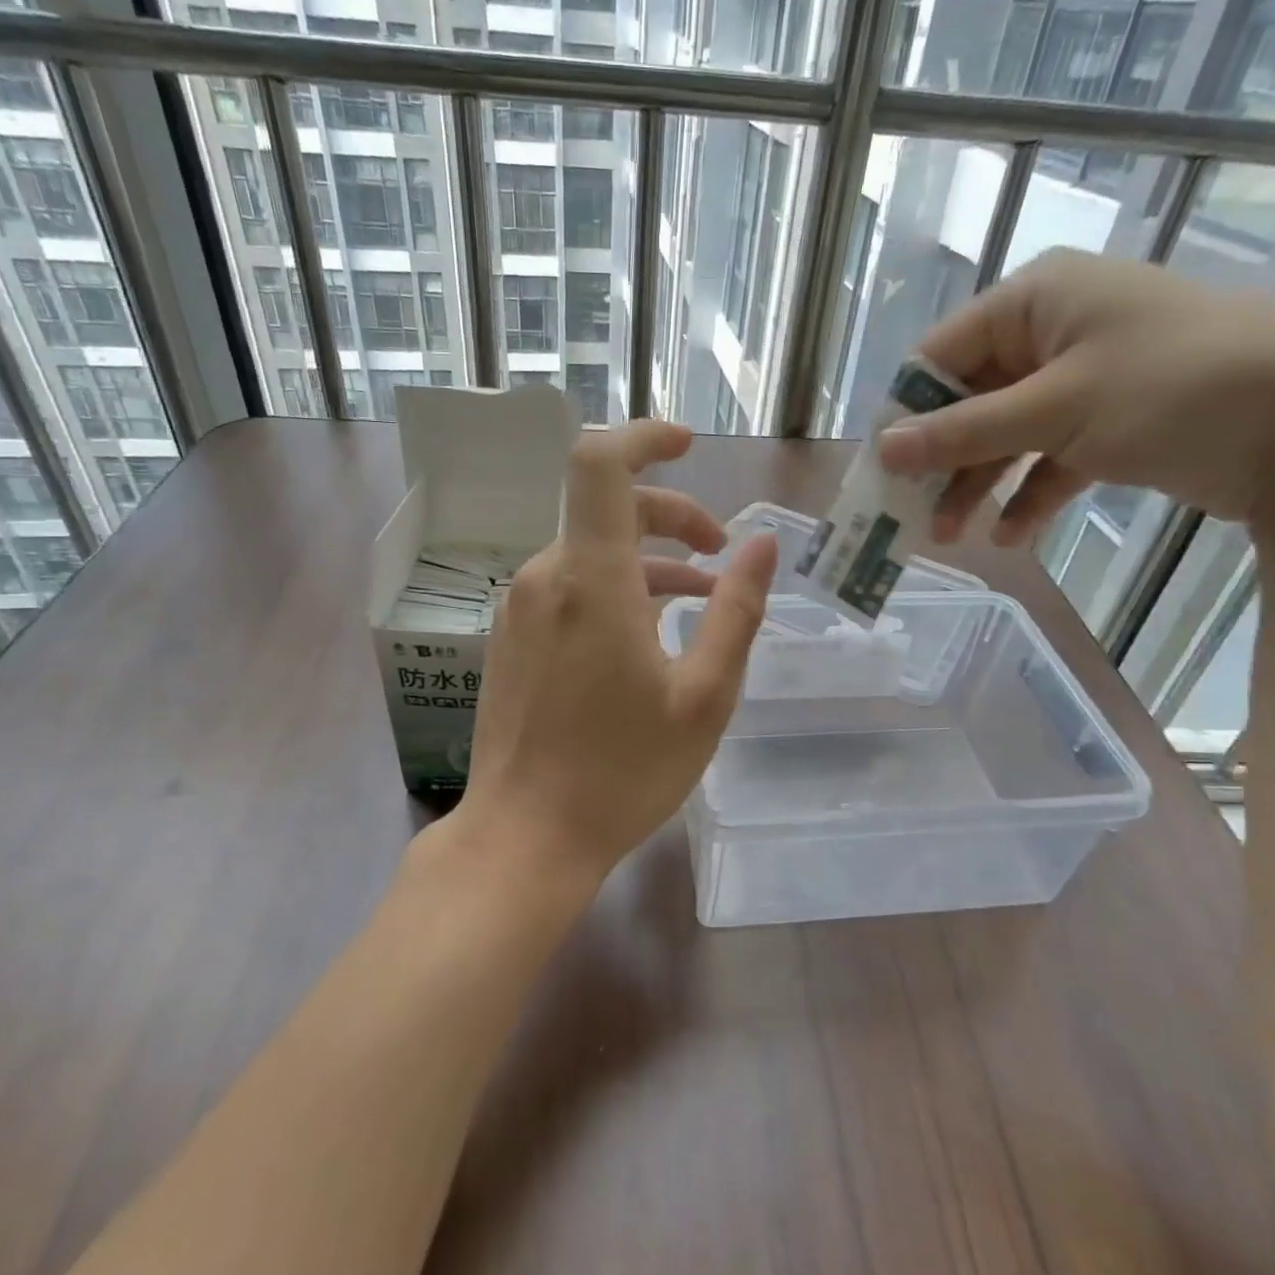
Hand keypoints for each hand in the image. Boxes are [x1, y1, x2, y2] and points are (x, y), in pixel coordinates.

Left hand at [459, 420, 777, 888]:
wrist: (525, 837)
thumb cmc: (623, 772)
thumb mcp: (704, 695)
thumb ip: (736, 611)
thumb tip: (762, 545)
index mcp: (591, 579)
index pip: (600, 464)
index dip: (643, 438)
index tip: (688, 445)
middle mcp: (545, 577)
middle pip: (607, 508)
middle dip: (672, 516)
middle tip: (721, 553)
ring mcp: (520, 608)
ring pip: (590, 550)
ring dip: (648, 560)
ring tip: (701, 599)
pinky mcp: (511, 637)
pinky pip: (569, 586)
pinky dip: (615, 587)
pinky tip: (648, 631)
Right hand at [876, 247, 1274, 543]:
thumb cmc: (1174, 389)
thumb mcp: (1055, 408)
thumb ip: (962, 431)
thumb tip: (882, 449)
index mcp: (1035, 301)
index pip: (940, 354)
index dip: (907, 413)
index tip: (881, 470)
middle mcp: (1055, 330)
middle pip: (970, 400)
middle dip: (942, 460)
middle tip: (909, 515)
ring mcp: (1087, 378)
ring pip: (1008, 434)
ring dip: (979, 485)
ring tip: (953, 538)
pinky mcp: (1115, 422)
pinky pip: (1051, 458)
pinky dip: (1030, 494)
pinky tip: (1012, 536)